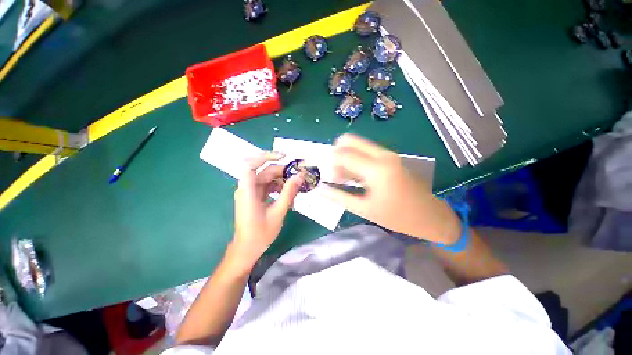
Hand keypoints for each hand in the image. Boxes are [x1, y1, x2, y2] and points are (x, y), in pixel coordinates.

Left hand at [228, 151, 303, 270]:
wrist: (246, 249)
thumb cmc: (260, 233)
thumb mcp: (278, 212)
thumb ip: (289, 192)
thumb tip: (300, 175)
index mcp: (247, 191)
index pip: (250, 164)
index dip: (266, 156)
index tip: (283, 156)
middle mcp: (246, 188)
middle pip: (264, 171)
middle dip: (282, 172)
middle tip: (298, 176)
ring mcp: (249, 192)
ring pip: (267, 178)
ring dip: (281, 180)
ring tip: (295, 187)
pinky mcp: (253, 197)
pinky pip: (266, 186)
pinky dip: (277, 188)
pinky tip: (287, 194)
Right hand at [323, 134, 460, 243]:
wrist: (431, 215)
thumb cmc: (398, 217)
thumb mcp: (365, 210)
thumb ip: (340, 197)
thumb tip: (321, 190)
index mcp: (376, 169)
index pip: (343, 154)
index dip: (331, 164)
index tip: (329, 178)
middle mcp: (382, 155)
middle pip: (349, 140)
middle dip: (337, 154)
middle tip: (336, 173)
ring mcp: (387, 154)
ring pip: (357, 145)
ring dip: (346, 158)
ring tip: (346, 179)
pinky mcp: (390, 157)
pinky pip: (366, 151)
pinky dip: (356, 160)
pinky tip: (356, 177)